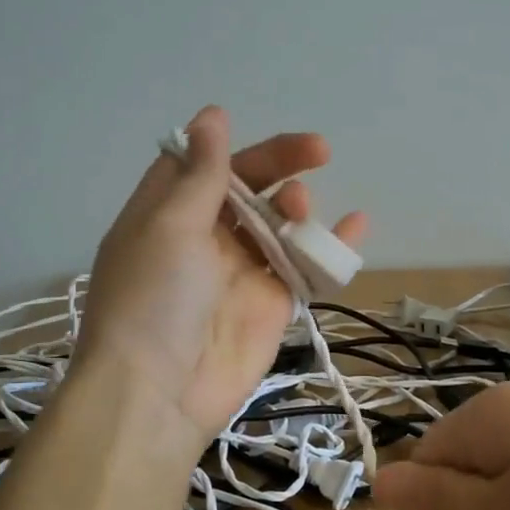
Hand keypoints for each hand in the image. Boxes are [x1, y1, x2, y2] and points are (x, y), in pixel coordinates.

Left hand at [74, 106, 368, 443]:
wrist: (159, 394)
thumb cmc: (153, 299)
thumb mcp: (169, 226)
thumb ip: (202, 174)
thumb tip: (212, 115)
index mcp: (167, 214)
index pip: (202, 165)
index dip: (232, 146)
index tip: (261, 133)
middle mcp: (204, 238)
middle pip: (248, 188)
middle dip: (280, 167)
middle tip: (316, 154)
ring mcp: (241, 271)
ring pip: (280, 224)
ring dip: (298, 207)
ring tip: (302, 211)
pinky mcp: (272, 303)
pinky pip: (305, 266)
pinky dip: (330, 246)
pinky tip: (356, 225)